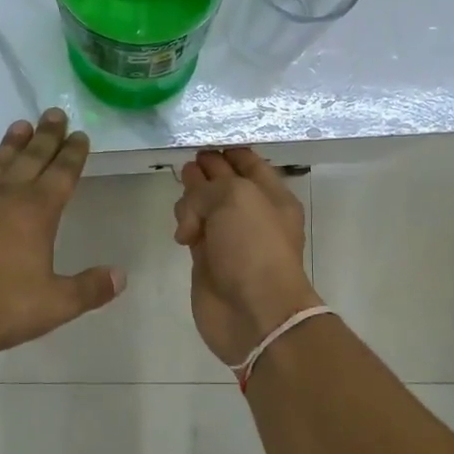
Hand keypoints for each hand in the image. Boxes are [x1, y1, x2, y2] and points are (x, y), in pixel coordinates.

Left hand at [0, 110, 123, 363]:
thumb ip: (90, 289)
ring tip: (19, 125)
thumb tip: (120, 276)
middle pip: (30, 158)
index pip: (62, 173)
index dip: (73, 153)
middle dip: (46, 136)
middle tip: (54, 113)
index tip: (80, 134)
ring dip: (9, 144)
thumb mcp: (55, 305)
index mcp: (37, 212)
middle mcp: (4, 196)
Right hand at [173, 148, 321, 365]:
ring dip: (192, 200)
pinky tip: (181, 231)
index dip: (228, 151)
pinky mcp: (207, 261)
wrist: (255, 313)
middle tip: (188, 163)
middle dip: (206, 171)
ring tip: (184, 202)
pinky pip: (193, 231)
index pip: (248, 163)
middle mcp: (251, 214)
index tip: (203, 140)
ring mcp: (229, 239)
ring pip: (205, 207)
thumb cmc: (254, 248)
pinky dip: (185, 225)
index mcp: (271, 196)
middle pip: (224, 183)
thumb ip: (208, 187)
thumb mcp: (236, 198)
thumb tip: (191, 209)